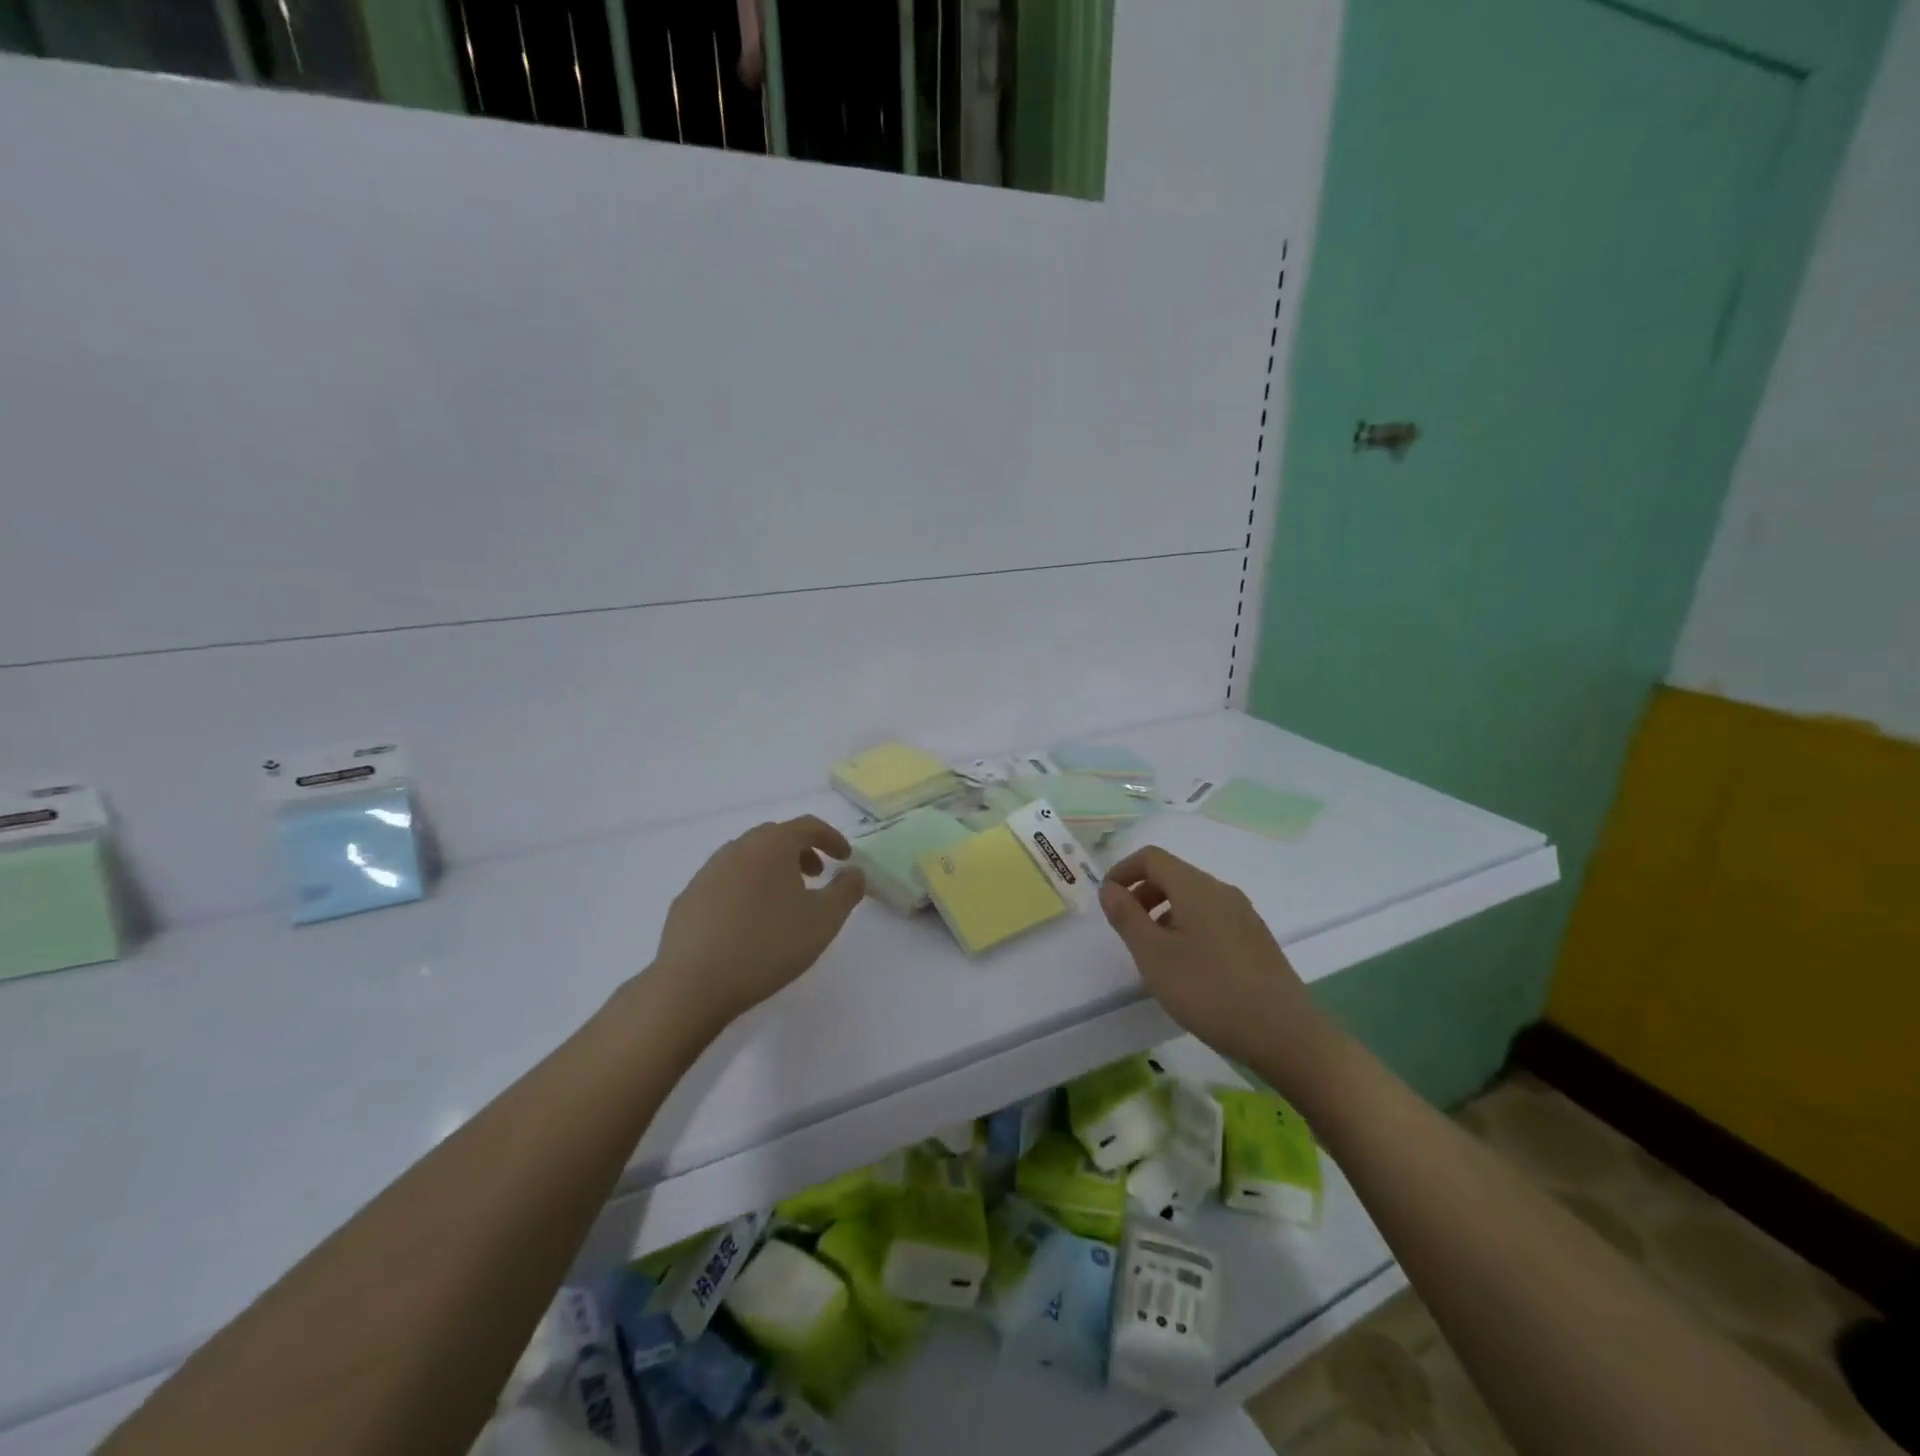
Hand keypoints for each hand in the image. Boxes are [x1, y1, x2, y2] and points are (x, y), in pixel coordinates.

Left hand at [651, 816, 865, 1028]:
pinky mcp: (688, 898)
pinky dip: (745, 888)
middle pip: (775, 837)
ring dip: (772, 869)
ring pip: (748, 858)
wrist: (693, 983)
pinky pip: (725, 881)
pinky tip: (748, 922)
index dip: (831, 838)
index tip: (845, 859)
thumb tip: (855, 872)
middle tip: (817, 876)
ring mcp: (707, 872)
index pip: (808, 826)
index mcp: (772, 845)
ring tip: (784, 901)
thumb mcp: (823, 921)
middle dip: (801, 851)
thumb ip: (847, 891)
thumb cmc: (768, 945)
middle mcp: (737, 848)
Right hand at [1099, 846, 1336, 1097]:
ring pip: (1193, 899)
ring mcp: (1244, 915)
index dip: (1123, 871)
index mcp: (1195, 887)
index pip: (1151, 857)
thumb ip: (1127, 917)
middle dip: (1142, 894)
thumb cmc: (1209, 990)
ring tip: (1154, 955)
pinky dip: (1187, 929)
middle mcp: (1222, 892)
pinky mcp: (1256, 940)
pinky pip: (1212, 919)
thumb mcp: (1154, 955)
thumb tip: (1110, 888)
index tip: (1107, 901)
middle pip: (1173, 875)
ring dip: (1164, 914)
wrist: (1285, 1034)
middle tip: (1126, 929)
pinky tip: (1187, 969)